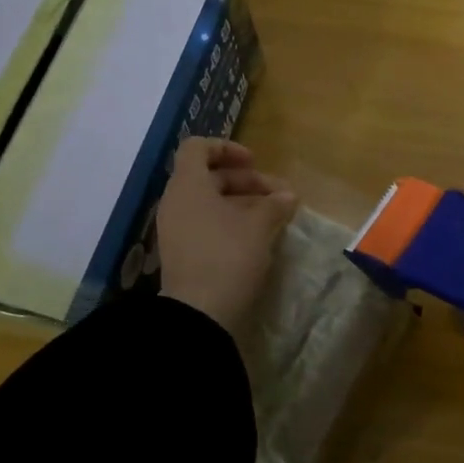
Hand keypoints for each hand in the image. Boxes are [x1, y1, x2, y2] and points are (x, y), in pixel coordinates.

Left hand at [157, 138, 296, 329]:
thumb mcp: (258, 226)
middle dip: (246, 181)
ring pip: (209, 202)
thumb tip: (288, 195)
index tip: (254, 162)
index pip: (198, 148)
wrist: (199, 314)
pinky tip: (255, 236)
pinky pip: (205, 224)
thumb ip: (273, 204)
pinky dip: (229, 222)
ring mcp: (176, 229)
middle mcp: (176, 202)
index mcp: (188, 186)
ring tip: (273, 216)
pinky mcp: (182, 252)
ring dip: (241, 203)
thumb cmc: (228, 256)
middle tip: (278, 195)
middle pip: (208, 176)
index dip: (227, 148)